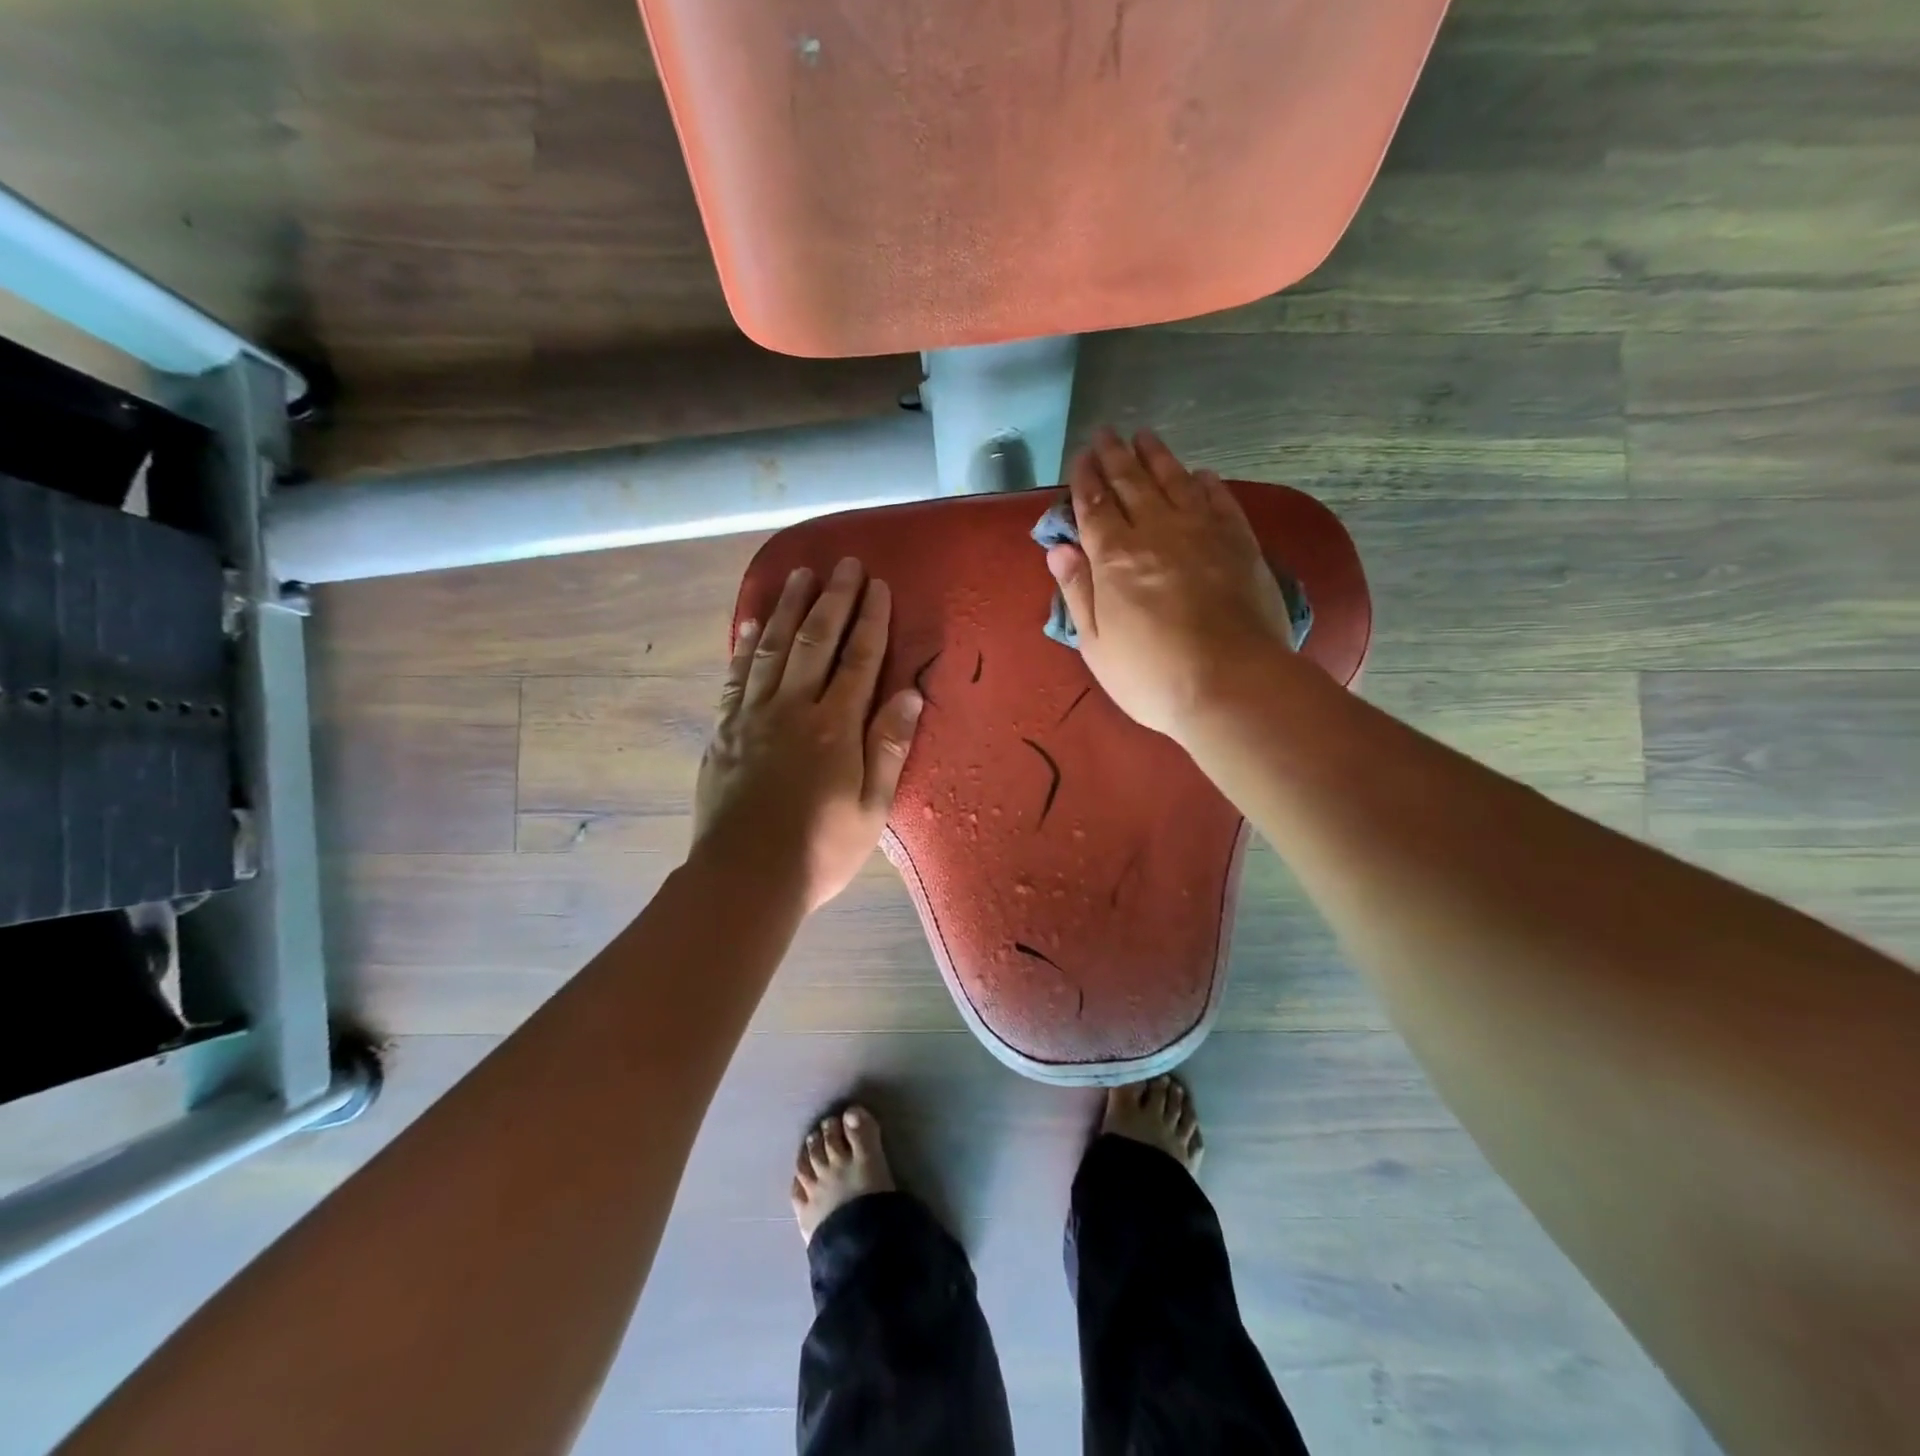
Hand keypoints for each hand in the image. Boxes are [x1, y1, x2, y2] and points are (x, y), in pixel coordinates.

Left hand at [693, 558, 923, 911]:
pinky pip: (736, 676)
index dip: (871, 621)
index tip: (878, 587)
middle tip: (844, 565)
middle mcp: (793, 708)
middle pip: (815, 641)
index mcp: (835, 727)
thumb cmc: (820, 848)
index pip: (859, 660)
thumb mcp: (872, 807)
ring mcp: (753, 716)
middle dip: (833, 600)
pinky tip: (750, 622)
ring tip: (799, 574)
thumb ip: (889, 747)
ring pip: (772, 648)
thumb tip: (909, 694)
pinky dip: (744, 645)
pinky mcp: (724, 730)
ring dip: (787, 608)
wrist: (746, 878)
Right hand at [1045, 428, 1294, 743]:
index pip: (1094, 505)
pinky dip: (1206, 483)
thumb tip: (1059, 549)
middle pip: (1132, 483)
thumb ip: (1077, 591)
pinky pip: (1219, 500)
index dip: (1085, 479)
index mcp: (1114, 557)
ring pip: (1175, 481)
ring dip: (1157, 457)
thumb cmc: (1151, 675)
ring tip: (1144, 436)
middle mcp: (1157, 532)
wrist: (1231, 684)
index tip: (1080, 456)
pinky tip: (1199, 474)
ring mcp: (1203, 533)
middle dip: (1115, 456)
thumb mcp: (1096, 644)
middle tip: (1106, 433)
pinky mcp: (1240, 543)